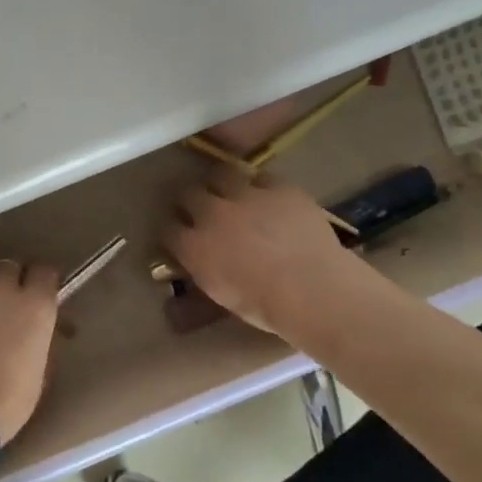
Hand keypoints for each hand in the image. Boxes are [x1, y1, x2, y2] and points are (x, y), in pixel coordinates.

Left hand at [0, 260, 59, 443]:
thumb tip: (34, 336)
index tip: (44, 297)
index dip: (44, 283)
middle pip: (8, 269)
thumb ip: (38, 343)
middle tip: (12, 310)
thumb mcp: (38, 376)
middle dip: (12, 282)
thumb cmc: (7, 401)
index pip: (45, 273)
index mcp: (33, 306)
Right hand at [164, 171, 360, 342]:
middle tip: (201, 209)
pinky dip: (262, 187)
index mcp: (194, 246)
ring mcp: (245, 195)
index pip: (168, 230)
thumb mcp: (222, 298)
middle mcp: (212, 214)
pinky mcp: (278, 187)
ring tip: (232, 192)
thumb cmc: (266, 306)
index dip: (173, 231)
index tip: (180, 236)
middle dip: (190, 200)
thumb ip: (200, 279)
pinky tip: (270, 198)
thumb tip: (183, 288)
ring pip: (222, 175)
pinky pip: (262, 178)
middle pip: (188, 194)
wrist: (312, 289)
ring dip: (222, 184)